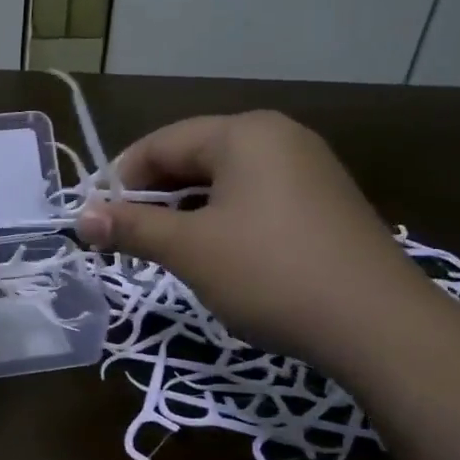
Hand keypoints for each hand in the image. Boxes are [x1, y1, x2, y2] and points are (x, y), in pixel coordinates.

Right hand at [79, 112, 459, 459]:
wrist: (380, 326)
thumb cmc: (270, 273)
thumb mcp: (190, 250)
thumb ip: (131, 228)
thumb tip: (79, 219)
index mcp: (244, 132)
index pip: (161, 143)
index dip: (120, 179)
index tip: (94, 218)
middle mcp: (279, 137)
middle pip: (194, 156)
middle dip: (153, 195)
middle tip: (124, 235)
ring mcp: (309, 168)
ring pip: (225, 179)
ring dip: (185, 209)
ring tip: (162, 246)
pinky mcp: (325, 202)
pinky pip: (256, 197)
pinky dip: (223, 218)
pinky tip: (214, 252)